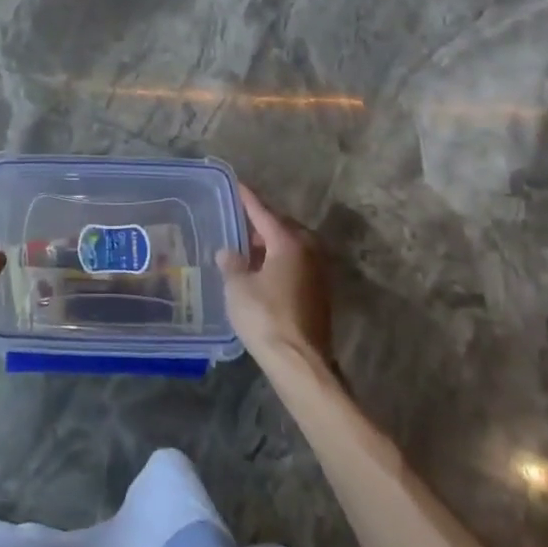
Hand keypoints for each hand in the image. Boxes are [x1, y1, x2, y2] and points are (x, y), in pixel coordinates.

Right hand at [217, 184, 333, 372]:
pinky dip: (278, 261)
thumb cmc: (265, 317)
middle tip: (237, 221)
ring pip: (290, 247)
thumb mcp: (238, 287)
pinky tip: (260, 271)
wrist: (300, 363)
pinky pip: (295, 264)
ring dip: (270, 244)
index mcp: (288, 242)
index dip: (247, 198)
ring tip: (246, 247)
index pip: (263, 211)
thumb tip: (228, 253)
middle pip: (281, 226)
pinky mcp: (319, 293)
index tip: (236, 183)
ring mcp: (317, 273)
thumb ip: (232, 264)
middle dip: (260, 223)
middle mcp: (308, 251)